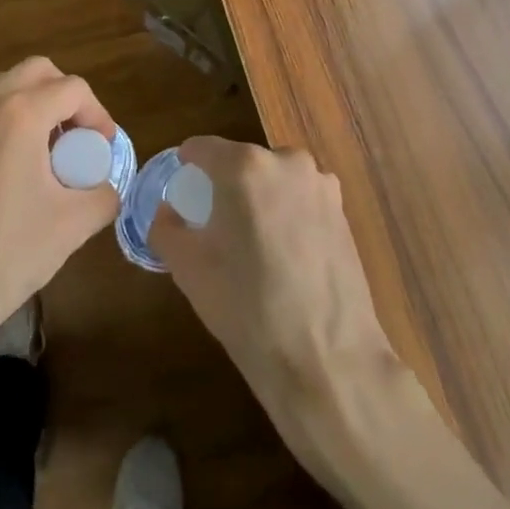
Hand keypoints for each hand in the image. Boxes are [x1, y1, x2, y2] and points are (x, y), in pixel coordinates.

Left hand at [0, 58, 120, 364]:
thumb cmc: (8, 252)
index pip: (72, 89)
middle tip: (80, 137)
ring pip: (8, 87)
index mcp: (20, 114)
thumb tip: (106, 189)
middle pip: (37, 71)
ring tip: (52, 151)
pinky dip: (11, 120)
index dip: (98, 114)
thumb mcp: (73, 224)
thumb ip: (103, 196)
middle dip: (66, 96)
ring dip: (37, 104)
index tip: (105, 149)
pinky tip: (20, 168)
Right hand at [150, 138, 395, 428]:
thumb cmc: (247, 308)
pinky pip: (300, 200)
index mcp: (244, 166)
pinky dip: (286, 215)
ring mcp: (320, 185)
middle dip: (224, 186)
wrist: (327, 360)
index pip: (202, 148)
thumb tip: (169, 212)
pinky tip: (285, 257)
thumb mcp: (188, 268)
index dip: (186, 167)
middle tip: (214, 227)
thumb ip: (166, 227)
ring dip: (258, 199)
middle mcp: (286, 161)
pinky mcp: (343, 211)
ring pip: (273, 180)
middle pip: (241, 162)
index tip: (181, 193)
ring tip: (252, 245)